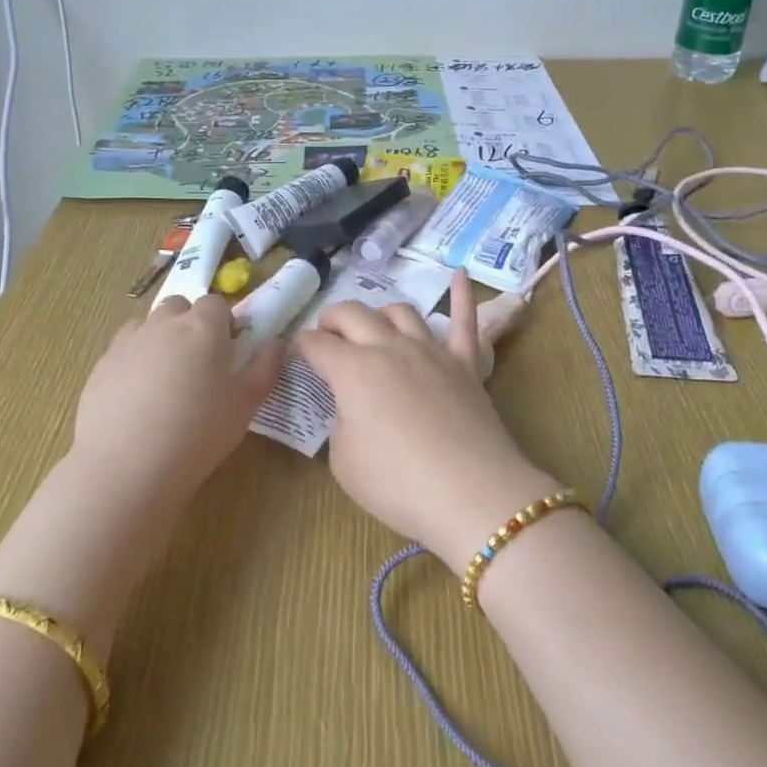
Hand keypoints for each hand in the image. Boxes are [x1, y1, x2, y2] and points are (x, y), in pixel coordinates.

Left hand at [71, 294, 281, 504]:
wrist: (126, 467)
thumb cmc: (197, 434)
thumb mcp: (245, 406)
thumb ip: (265, 368)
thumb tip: (276, 344)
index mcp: (204, 326)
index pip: (216, 303)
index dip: (224, 323)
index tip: (227, 352)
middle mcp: (165, 323)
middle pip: (180, 306)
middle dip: (190, 323)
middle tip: (197, 363)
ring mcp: (129, 340)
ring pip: (149, 324)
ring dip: (160, 337)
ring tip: (165, 378)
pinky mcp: (102, 363)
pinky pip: (123, 347)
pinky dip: (134, 359)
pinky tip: (137, 395)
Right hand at [296, 275, 558, 572]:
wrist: (472, 493)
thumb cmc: (398, 483)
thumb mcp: (344, 462)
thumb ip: (341, 423)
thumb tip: (353, 406)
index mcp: (351, 369)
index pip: (316, 345)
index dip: (300, 346)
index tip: (295, 352)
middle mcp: (388, 347)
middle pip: (353, 314)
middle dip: (333, 318)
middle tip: (326, 332)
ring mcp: (430, 350)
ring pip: (400, 312)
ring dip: (380, 312)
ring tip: (373, 325)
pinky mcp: (465, 362)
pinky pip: (464, 320)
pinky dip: (461, 295)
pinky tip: (459, 273)